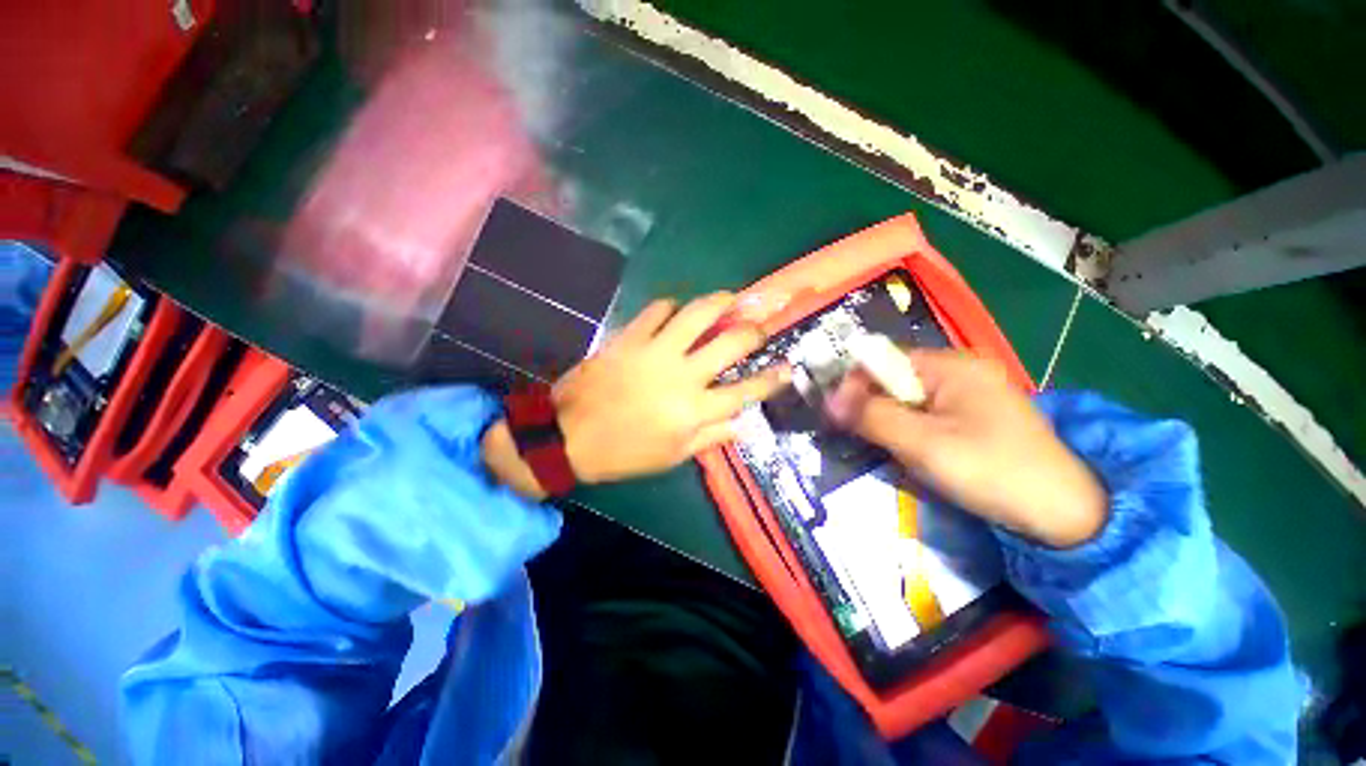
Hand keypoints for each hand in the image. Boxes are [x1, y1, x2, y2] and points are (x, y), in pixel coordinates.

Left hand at [482, 293, 790, 497]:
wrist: (569, 436)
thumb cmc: (624, 453)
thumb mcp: (672, 457)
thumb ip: (711, 437)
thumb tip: (744, 423)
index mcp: (694, 411)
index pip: (745, 391)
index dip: (772, 379)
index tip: (788, 367)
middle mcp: (682, 376)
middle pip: (732, 344)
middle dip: (755, 332)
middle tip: (760, 326)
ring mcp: (656, 351)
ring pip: (698, 314)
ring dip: (720, 302)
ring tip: (731, 298)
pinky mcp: (630, 337)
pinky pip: (658, 309)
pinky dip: (672, 306)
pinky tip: (676, 310)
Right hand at [826, 349, 1106, 547]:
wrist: (1066, 515)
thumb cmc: (992, 471)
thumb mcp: (923, 444)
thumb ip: (871, 416)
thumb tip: (827, 400)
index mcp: (951, 365)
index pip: (883, 360)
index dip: (855, 384)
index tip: (837, 416)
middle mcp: (959, 371)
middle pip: (894, 380)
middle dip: (873, 408)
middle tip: (862, 439)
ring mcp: (969, 394)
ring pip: (907, 401)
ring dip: (890, 424)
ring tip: (890, 452)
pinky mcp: (974, 417)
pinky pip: (925, 416)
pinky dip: (909, 433)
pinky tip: (913, 455)